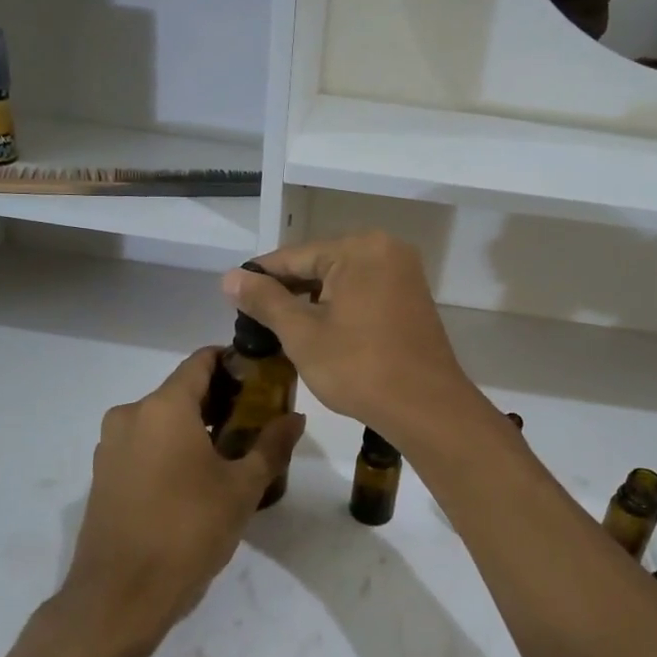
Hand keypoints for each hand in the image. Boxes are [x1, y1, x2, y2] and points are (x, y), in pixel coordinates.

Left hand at [59, 349, 304, 645]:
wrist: (120, 596)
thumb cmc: (188, 531)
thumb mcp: (242, 489)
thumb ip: (271, 446)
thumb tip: (295, 418)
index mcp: (164, 407)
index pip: (201, 361)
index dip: (233, 362)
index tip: (262, 378)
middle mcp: (131, 415)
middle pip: (181, 391)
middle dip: (220, 400)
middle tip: (256, 421)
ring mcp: (111, 446)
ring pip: (161, 420)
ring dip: (195, 427)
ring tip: (231, 454)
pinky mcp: (103, 475)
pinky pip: (144, 445)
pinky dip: (170, 448)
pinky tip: (195, 480)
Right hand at [221, 232, 484, 439]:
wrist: (426, 407)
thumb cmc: (359, 368)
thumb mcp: (303, 334)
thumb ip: (265, 301)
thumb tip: (230, 277)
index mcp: (359, 248)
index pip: (295, 256)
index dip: (260, 277)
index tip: (232, 295)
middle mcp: (386, 249)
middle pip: (320, 264)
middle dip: (287, 291)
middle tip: (253, 318)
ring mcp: (404, 274)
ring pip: (342, 280)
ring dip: (312, 302)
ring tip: (279, 328)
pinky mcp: (411, 298)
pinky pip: (364, 293)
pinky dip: (339, 308)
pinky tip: (318, 331)